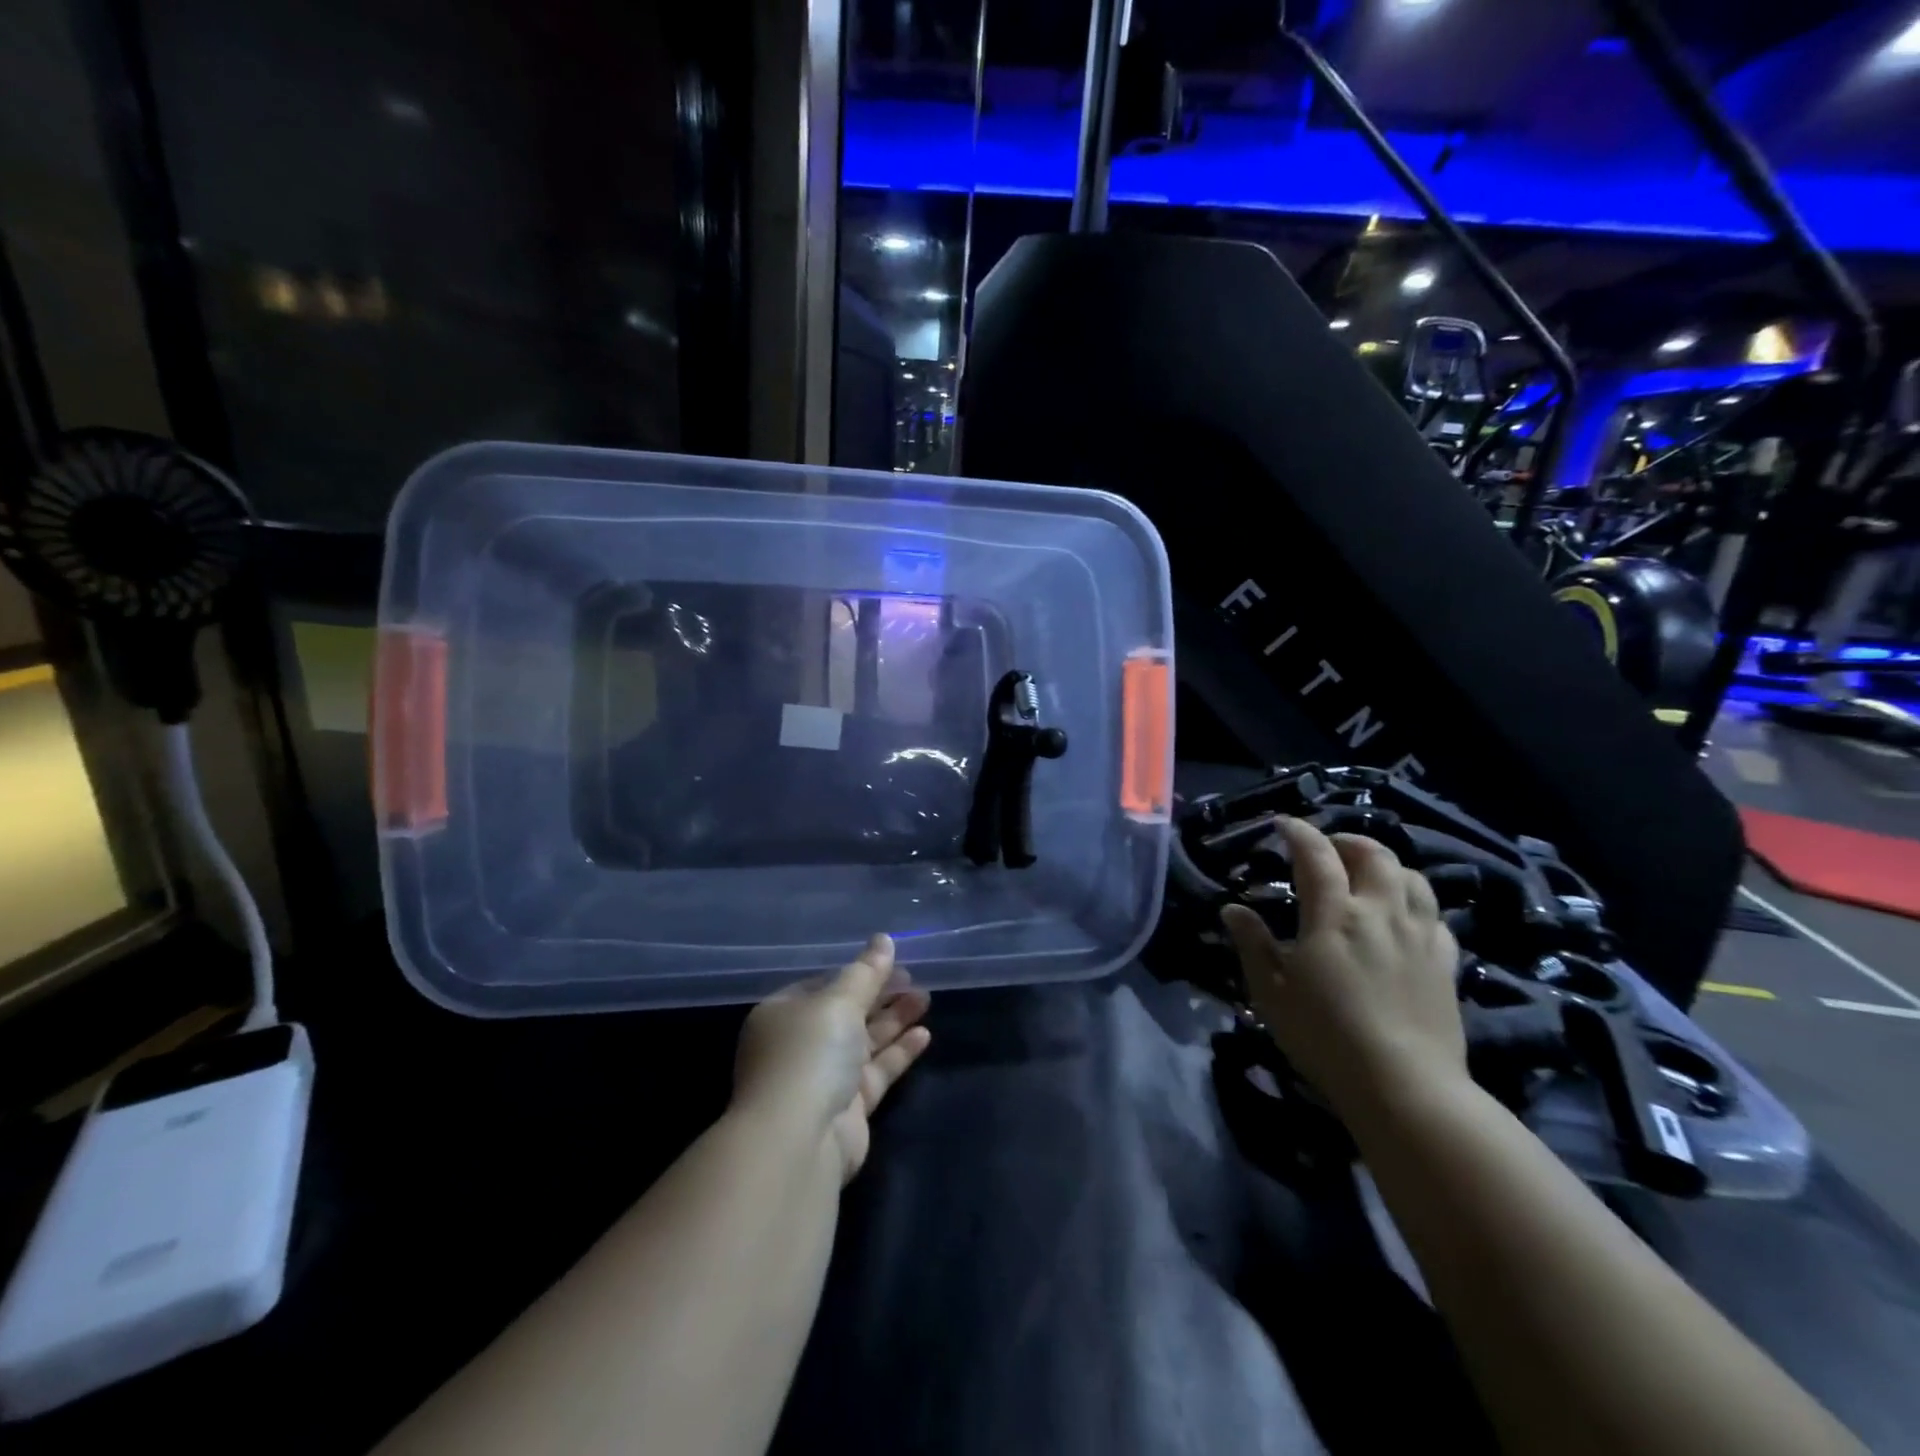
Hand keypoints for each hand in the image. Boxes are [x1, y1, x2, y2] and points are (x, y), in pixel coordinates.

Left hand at [731, 934, 931, 1184]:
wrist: (799, 1140)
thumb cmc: (809, 1054)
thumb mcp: (838, 1001)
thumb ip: (866, 972)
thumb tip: (884, 939)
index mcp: (782, 1014)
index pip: (821, 985)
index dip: (855, 973)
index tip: (890, 961)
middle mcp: (799, 1045)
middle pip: (846, 1013)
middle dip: (879, 995)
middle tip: (914, 977)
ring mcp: (823, 1079)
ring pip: (864, 1042)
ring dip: (894, 1020)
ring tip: (926, 998)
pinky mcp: (848, 1109)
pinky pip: (876, 1071)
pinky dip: (898, 1052)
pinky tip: (925, 1034)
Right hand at [1221, 818, 1467, 1122]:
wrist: (1405, 1087)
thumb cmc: (1325, 1037)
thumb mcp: (1270, 992)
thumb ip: (1252, 944)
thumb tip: (1233, 909)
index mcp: (1334, 915)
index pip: (1316, 855)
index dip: (1299, 832)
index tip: (1283, 824)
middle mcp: (1380, 912)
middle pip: (1374, 855)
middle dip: (1347, 841)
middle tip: (1327, 847)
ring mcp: (1419, 935)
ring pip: (1412, 878)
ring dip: (1386, 865)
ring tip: (1368, 874)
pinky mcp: (1446, 963)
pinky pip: (1435, 916)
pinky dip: (1415, 902)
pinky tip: (1403, 917)